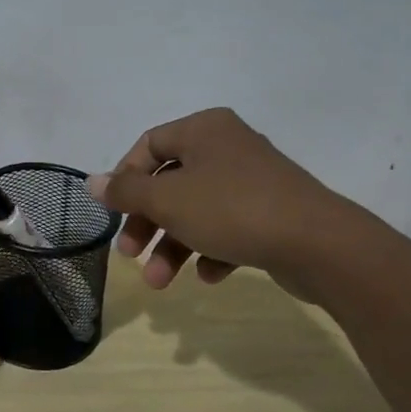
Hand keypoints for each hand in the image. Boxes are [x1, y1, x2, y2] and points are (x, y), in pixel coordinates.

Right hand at [87, 107, 358, 291]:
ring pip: (197, 210)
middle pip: (171, 182)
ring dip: (173, 245)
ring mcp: (254, 180)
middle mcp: (228, 146)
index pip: (149, 145)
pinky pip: (229, 226)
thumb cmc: (232, 209)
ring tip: (161, 282)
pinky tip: (209, 275)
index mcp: (204, 129)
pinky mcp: (273, 212)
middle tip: (130, 254)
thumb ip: (125, 191)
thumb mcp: (167, 200)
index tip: (114, 212)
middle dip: (147, 223)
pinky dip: (212, 249)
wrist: (320, 244)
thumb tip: (90, 181)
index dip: (125, 178)